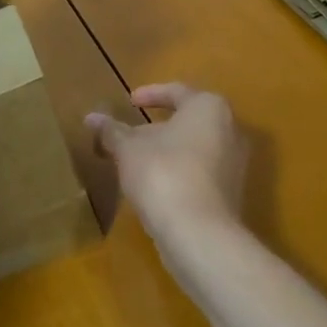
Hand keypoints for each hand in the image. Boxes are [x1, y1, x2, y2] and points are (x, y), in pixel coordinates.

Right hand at [85, 84, 247, 252]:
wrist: (199, 234)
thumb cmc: (163, 173)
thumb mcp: (128, 149)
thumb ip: (111, 130)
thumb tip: (91, 117)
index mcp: (208, 107)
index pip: (176, 91)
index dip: (150, 95)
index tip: (129, 102)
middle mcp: (230, 129)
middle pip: (188, 121)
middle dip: (156, 128)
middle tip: (129, 135)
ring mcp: (235, 164)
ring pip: (195, 148)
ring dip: (166, 152)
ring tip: (136, 162)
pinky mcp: (231, 193)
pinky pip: (201, 172)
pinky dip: (178, 172)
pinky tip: (154, 186)